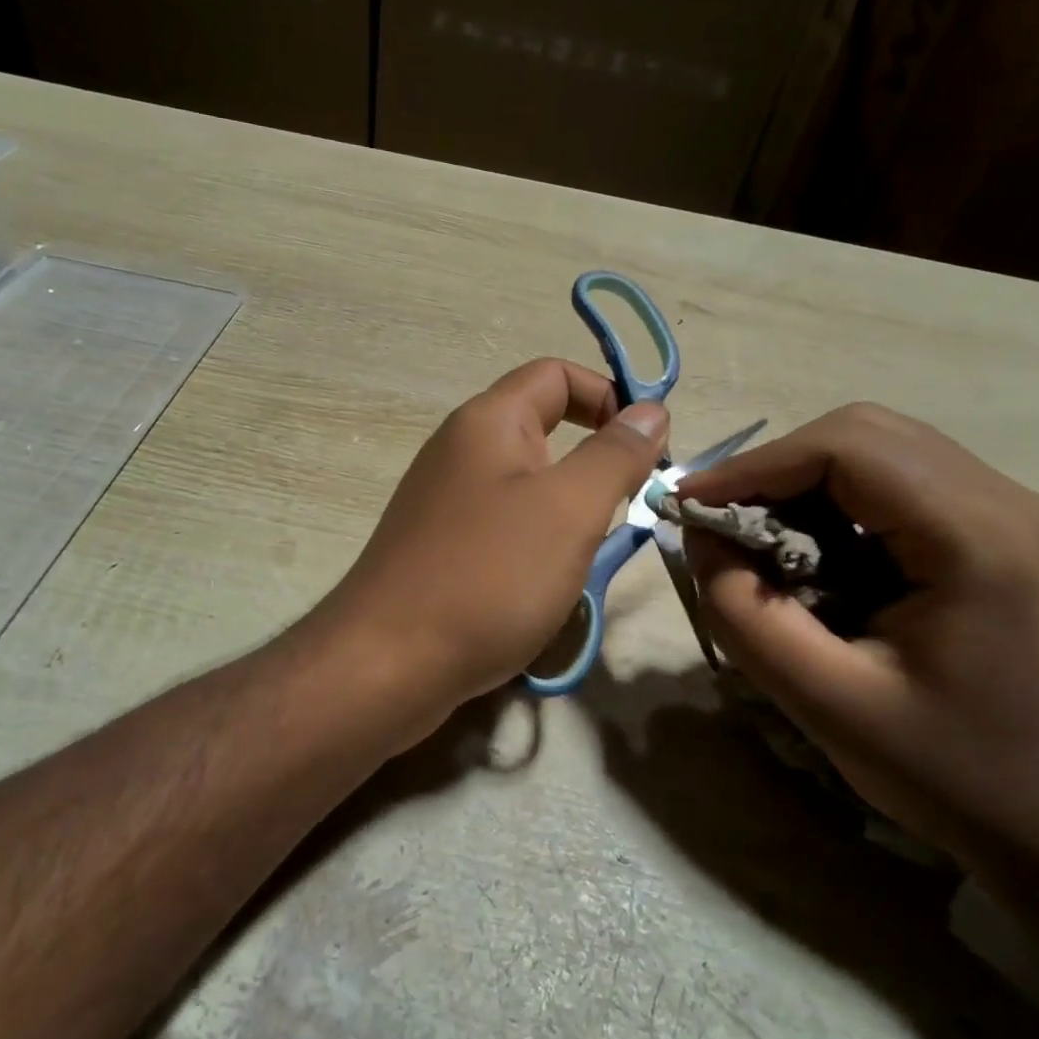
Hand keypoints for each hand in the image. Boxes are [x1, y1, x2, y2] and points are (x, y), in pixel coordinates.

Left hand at [324, 360, 668, 728]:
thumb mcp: (568, 509)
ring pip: (526, 486)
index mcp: (487, 422)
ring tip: (586, 556)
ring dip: (567, 512)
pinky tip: (544, 585)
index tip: (649, 449)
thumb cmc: (488, 576)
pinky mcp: (439, 547)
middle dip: (593, 463)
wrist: (388, 664)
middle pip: (542, 428)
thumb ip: (614, 455)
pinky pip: (502, 528)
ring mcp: (444, 502)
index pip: (556, 375)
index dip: (609, 397)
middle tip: (623, 510)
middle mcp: (459, 450)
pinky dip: (535, 545)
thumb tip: (651, 410)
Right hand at [677, 402, 1038, 873]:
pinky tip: (813, 556)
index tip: (690, 503)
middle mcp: (1005, 502)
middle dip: (777, 469)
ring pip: (882, 454)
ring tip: (757, 539)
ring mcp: (1011, 515)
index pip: (848, 448)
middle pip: (866, 435)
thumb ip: (745, 613)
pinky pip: (901, 488)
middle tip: (721, 520)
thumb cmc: (955, 774)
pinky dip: (838, 506)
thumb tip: (699, 538)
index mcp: (976, 536)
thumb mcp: (825, 701)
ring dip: (805, 485)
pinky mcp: (1000, 536)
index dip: (755, 465)